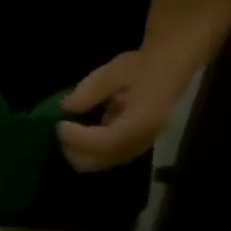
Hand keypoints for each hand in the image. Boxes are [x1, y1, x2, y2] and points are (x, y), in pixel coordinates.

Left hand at [57, 51, 193, 172]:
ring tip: (70, 131)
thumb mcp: (115, 71)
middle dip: (75, 149)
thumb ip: (91, 91)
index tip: (61, 125)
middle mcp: (142, 141)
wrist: (169, 70)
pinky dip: (89, 150)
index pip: (106, 141)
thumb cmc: (143, 67)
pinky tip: (83, 133)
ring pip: (101, 163)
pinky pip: (106, 158)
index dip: (80, 138)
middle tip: (61, 129)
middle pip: (101, 160)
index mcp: (143, 120)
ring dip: (80, 151)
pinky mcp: (133, 150)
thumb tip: (67, 107)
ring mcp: (138, 148)